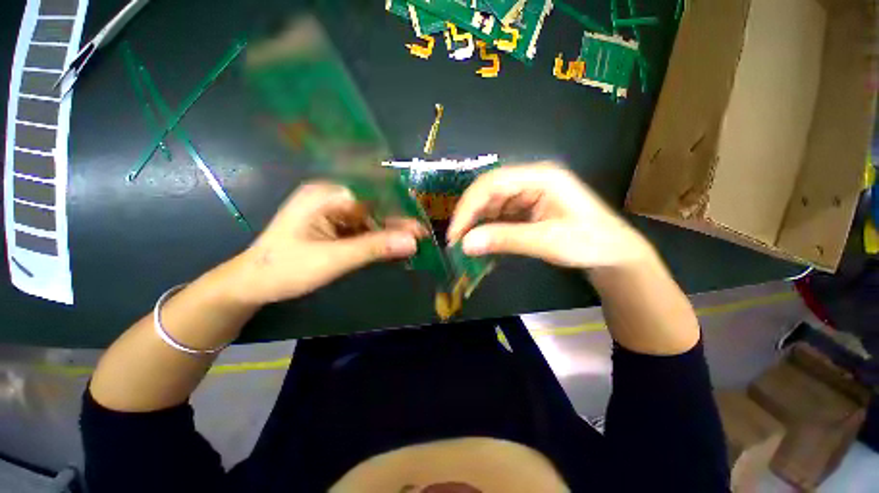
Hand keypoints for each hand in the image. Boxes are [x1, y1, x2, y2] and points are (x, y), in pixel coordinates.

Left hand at [233, 182, 423, 303]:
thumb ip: (374, 248)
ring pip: (371, 220)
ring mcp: (334, 214)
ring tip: (413, 246)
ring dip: (390, 234)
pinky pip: (363, 231)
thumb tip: (413, 242)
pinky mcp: (336, 228)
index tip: (419, 225)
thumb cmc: (285, 269)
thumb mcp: (333, 259)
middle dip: (397, 224)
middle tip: (421, 239)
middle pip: (374, 207)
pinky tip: (393, 249)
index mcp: (327, 195)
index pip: (373, 194)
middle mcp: (332, 199)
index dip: (399, 208)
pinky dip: (378, 241)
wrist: (253, 285)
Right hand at [447, 163, 652, 269]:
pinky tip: (480, 242)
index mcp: (540, 177)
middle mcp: (530, 180)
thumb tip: (465, 244)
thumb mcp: (547, 241)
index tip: (455, 233)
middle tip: (455, 241)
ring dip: (475, 223)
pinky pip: (498, 216)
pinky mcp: (524, 209)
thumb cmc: (589, 242)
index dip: (469, 207)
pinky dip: (486, 229)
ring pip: (490, 204)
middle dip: (469, 215)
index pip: (492, 183)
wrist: (613, 254)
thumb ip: (506, 240)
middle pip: (488, 191)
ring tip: (464, 245)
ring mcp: (526, 195)